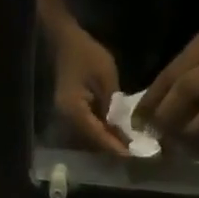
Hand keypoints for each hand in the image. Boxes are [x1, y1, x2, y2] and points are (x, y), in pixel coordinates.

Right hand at [49, 22, 131, 157]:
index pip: (97, 136)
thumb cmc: (86, 54)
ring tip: (127, 147)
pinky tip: (116, 135)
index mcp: (74, 111)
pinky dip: (102, 133)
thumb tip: (123, 130)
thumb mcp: (106, 76)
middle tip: (133, 154)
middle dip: (113, 148)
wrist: (65, 42)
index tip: (131, 155)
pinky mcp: (71, 116)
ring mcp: (67, 120)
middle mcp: (67, 121)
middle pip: (93, 142)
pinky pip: (88, 130)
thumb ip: (114, 105)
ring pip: (91, 138)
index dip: (115, 146)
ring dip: (108, 143)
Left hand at [136, 27, 198, 142]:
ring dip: (188, 134)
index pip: (170, 75)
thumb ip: (178, 78)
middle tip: (153, 137)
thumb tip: (147, 115)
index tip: (137, 123)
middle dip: (166, 118)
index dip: (150, 102)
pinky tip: (195, 150)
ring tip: (173, 147)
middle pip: (187, 90)